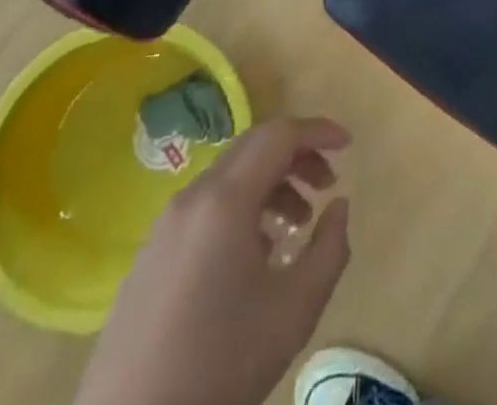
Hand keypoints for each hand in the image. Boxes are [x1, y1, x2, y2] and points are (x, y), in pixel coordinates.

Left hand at [74, 117, 352, 404]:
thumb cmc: (221, 365)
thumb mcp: (295, 310)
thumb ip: (330, 248)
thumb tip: (338, 206)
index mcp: (225, 200)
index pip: (279, 135)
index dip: (318, 132)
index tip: (348, 145)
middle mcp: (191, 199)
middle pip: (252, 149)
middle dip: (296, 157)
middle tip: (327, 184)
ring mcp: (163, 228)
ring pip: (227, 180)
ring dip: (269, 187)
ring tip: (294, 229)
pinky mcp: (148, 259)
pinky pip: (204, 211)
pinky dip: (239, 212)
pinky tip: (253, 259)